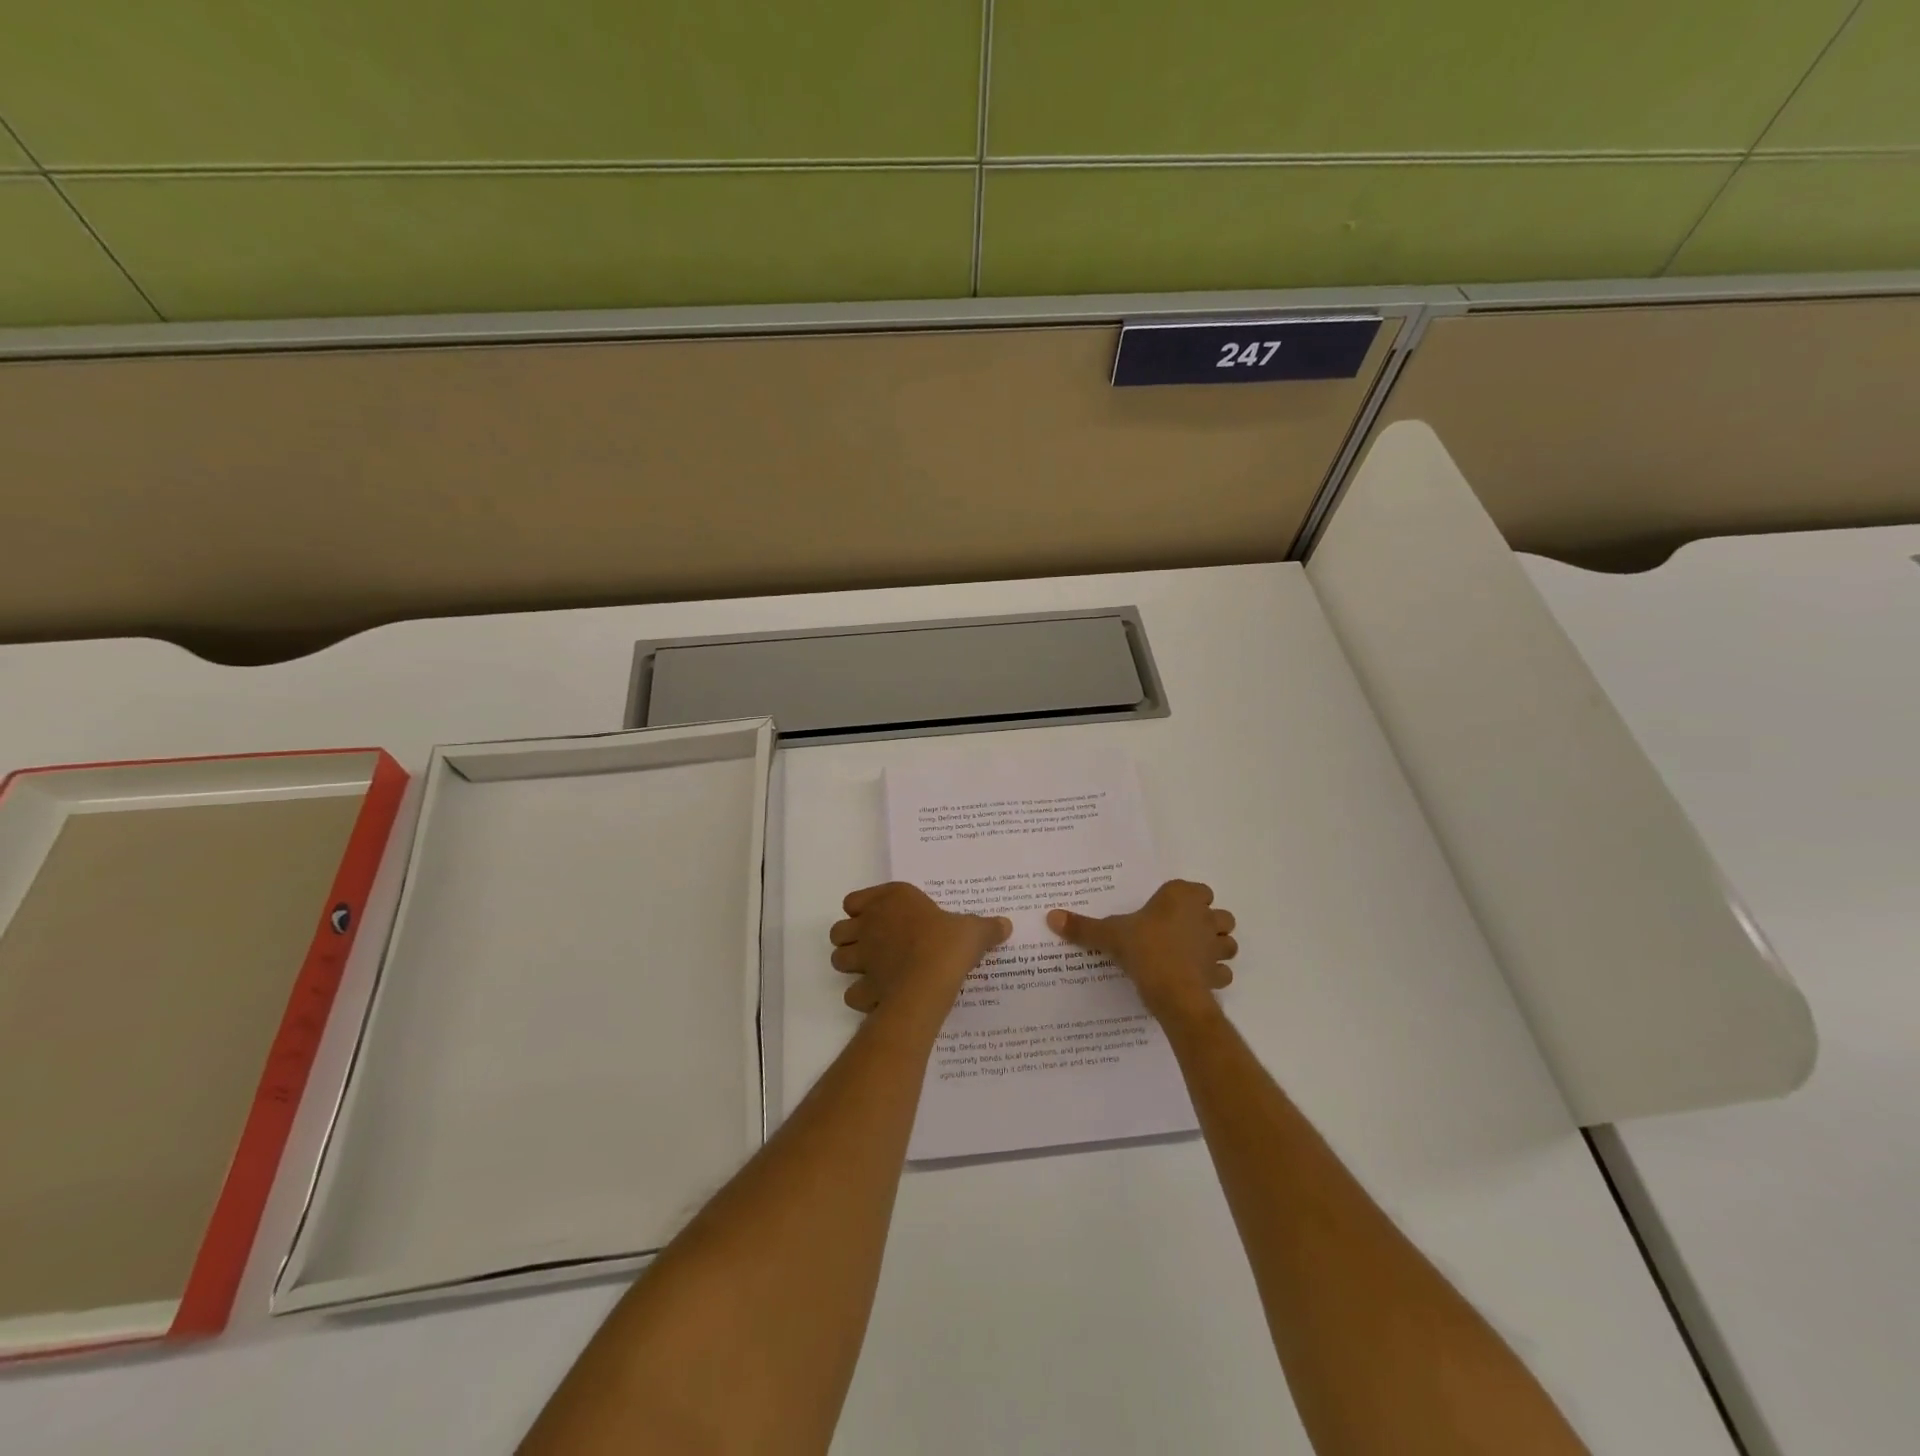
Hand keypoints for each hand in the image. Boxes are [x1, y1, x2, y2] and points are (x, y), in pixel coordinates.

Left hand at [829, 883, 1010, 1021]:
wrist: (930, 979)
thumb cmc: (948, 943)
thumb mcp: (973, 930)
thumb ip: (986, 927)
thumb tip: (1006, 925)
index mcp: (893, 899)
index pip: (855, 900)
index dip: (862, 910)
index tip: (879, 919)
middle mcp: (870, 924)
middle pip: (839, 931)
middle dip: (850, 939)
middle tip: (872, 947)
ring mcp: (863, 957)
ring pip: (838, 959)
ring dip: (850, 965)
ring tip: (872, 972)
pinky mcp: (864, 987)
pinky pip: (852, 993)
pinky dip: (861, 997)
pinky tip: (879, 998)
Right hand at [1046, 880, 1237, 1023]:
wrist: (1172, 990)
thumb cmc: (1144, 949)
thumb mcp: (1109, 934)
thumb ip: (1083, 927)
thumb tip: (1051, 916)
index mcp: (1182, 897)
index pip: (1197, 889)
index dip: (1187, 899)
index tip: (1168, 911)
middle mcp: (1205, 917)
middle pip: (1218, 914)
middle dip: (1207, 922)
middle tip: (1181, 932)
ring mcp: (1216, 947)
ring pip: (1227, 942)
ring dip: (1216, 947)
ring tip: (1192, 955)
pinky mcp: (1218, 974)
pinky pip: (1223, 972)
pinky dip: (1214, 974)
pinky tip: (1195, 979)